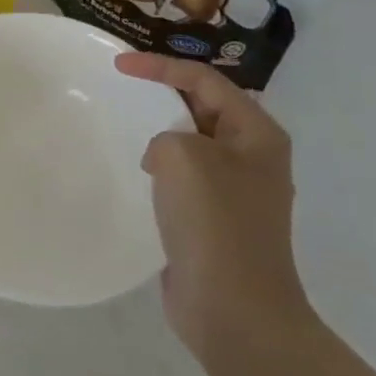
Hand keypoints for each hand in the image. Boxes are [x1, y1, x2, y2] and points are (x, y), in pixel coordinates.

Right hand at [116, 52, 311, 365]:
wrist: (235, 310)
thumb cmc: (214, 223)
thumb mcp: (182, 156)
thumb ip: (166, 135)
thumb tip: (163, 157)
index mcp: (258, 134)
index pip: (205, 80)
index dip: (160, 66)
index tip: (117, 66)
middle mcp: (254, 156)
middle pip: (205, 106)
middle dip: (166, 92)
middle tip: (124, 86)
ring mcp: (237, 191)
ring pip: (194, 142)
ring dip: (163, 130)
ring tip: (127, 125)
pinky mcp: (217, 219)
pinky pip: (186, 175)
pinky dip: (162, 165)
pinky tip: (140, 174)